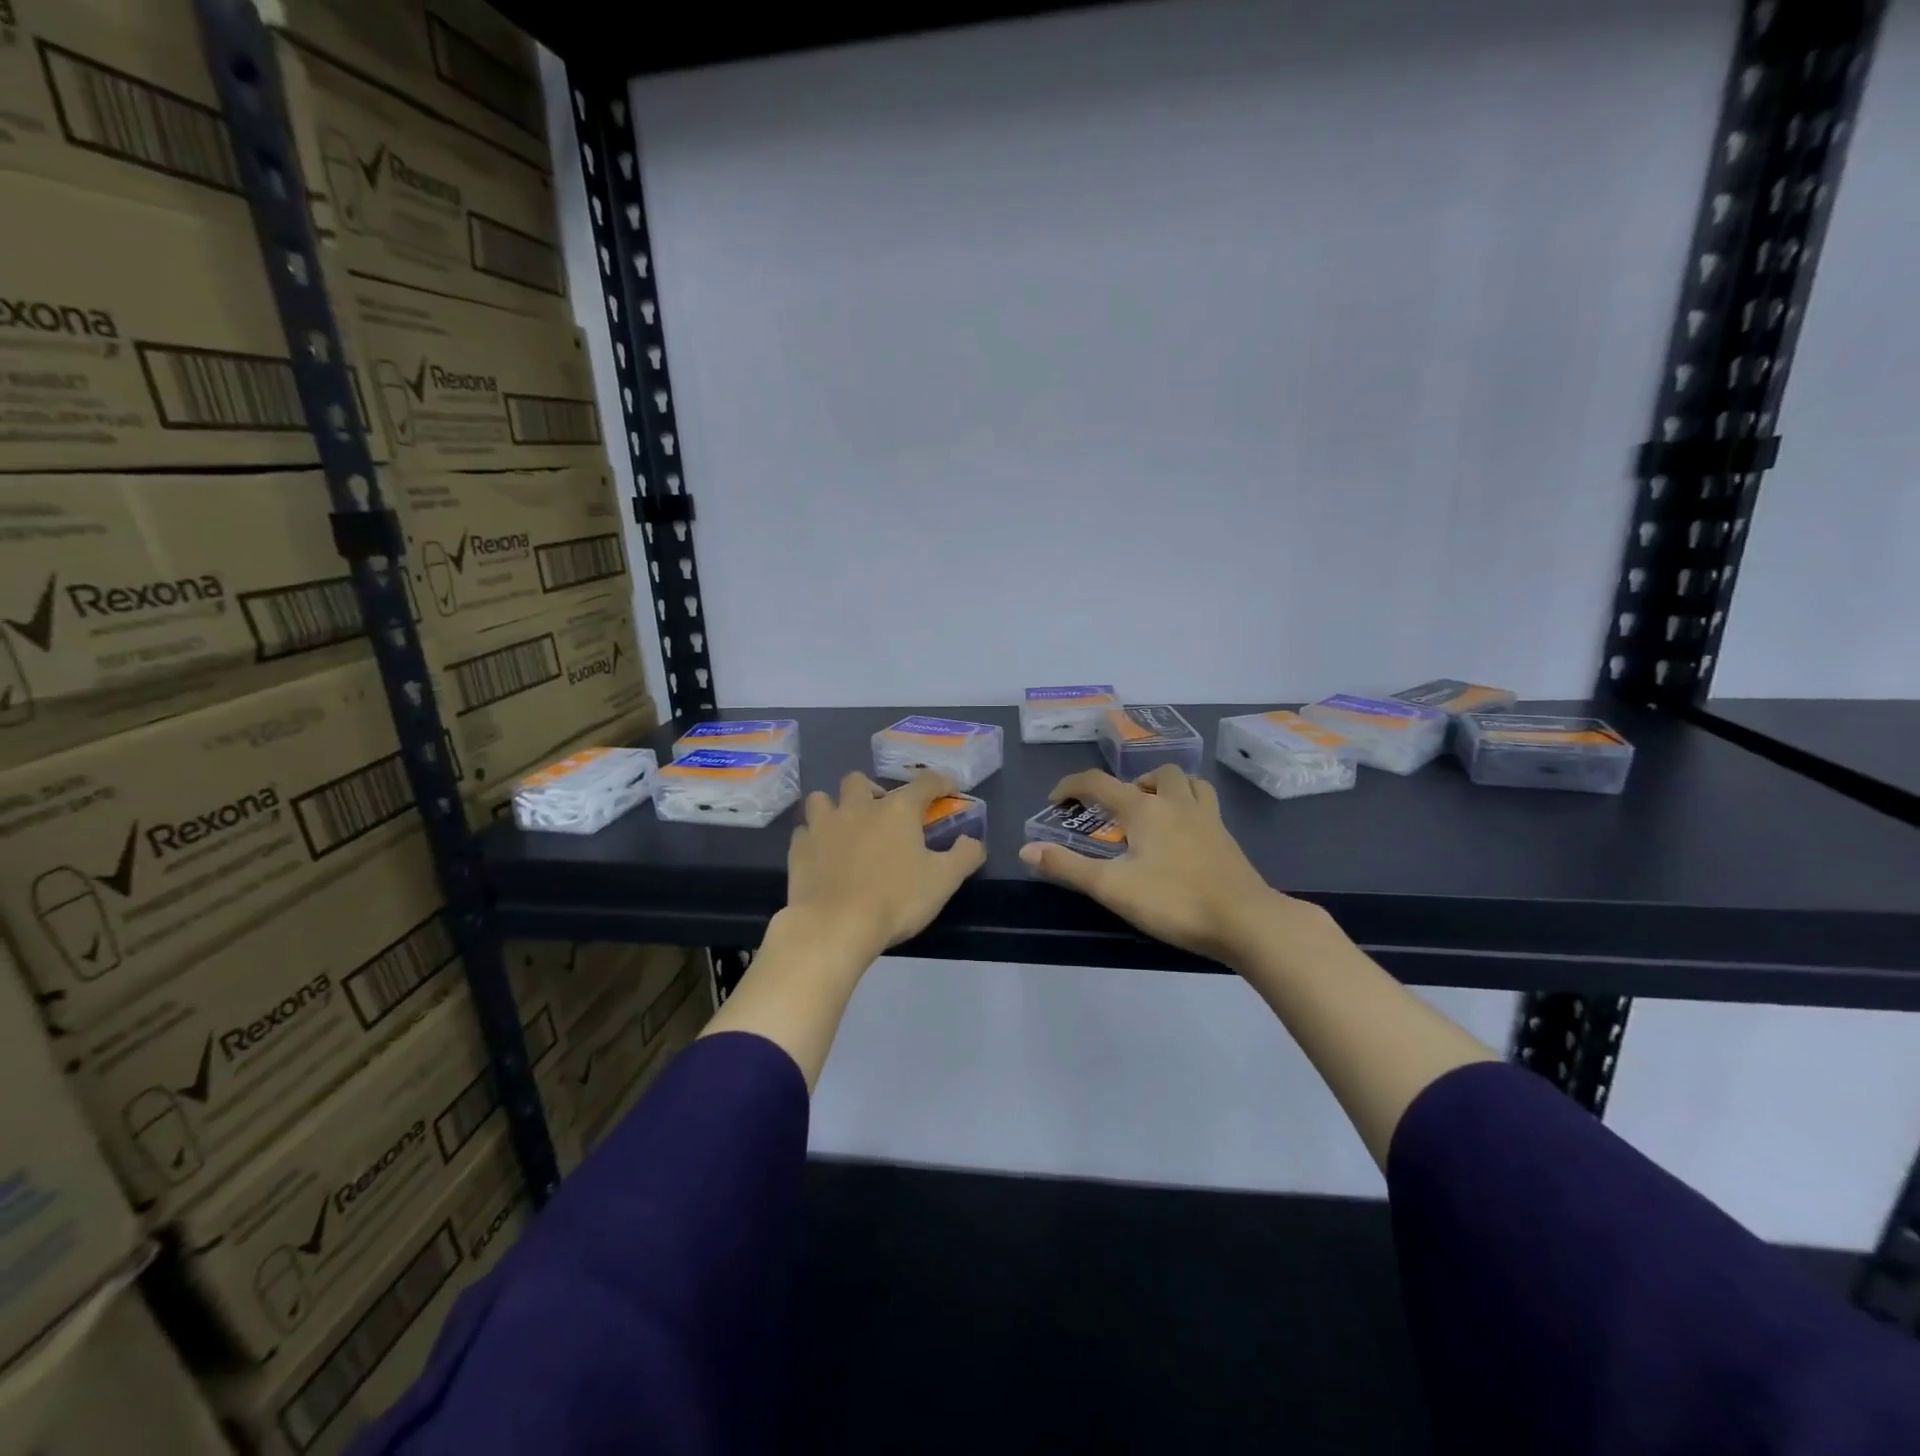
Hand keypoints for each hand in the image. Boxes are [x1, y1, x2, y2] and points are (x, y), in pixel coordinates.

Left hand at [785, 771, 987, 961]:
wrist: (835, 926)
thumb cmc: (895, 900)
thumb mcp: (944, 881)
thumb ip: (964, 856)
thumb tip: (974, 841)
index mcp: (897, 810)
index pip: (924, 782)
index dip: (939, 782)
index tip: (947, 788)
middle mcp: (858, 807)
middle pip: (860, 780)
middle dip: (872, 790)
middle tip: (882, 814)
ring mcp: (823, 825)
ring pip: (822, 799)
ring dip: (834, 807)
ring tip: (845, 827)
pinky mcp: (799, 848)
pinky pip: (804, 831)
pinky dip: (814, 837)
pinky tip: (822, 853)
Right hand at [1018, 765, 1305, 963]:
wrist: (1246, 921)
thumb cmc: (1174, 901)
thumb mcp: (1112, 887)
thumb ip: (1067, 867)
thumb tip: (1026, 849)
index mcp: (1145, 809)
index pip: (1099, 782)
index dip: (1071, 786)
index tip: (1055, 801)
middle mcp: (1177, 803)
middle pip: (1154, 775)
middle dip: (1129, 784)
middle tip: (1117, 811)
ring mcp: (1207, 819)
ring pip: (1188, 784)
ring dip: (1166, 788)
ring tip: (1153, 812)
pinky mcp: (1227, 839)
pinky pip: (1206, 806)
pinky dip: (1189, 807)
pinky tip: (1183, 836)